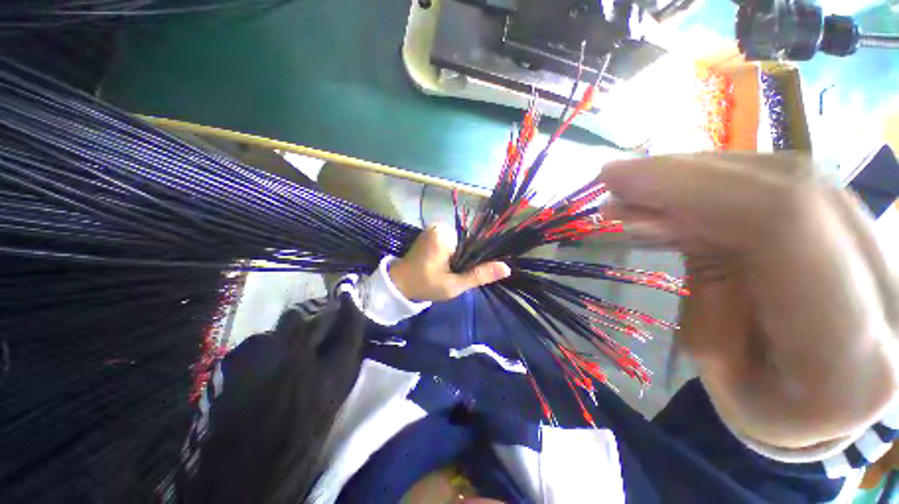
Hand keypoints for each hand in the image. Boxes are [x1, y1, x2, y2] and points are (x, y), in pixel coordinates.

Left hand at [389, 223, 510, 301]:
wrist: (399, 283)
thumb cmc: (425, 285)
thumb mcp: (454, 285)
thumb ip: (479, 275)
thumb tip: (506, 268)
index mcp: (445, 235)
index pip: (474, 243)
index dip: (476, 259)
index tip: (470, 272)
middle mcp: (440, 226)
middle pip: (467, 242)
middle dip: (466, 258)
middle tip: (456, 274)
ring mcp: (434, 227)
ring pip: (460, 242)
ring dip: (459, 255)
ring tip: (450, 270)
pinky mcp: (431, 232)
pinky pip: (451, 240)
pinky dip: (452, 252)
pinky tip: (446, 263)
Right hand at [600, 153, 898, 448]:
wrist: (832, 403)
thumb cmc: (770, 407)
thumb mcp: (720, 368)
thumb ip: (703, 286)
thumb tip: (653, 214)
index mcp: (852, 354)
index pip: (781, 227)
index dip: (690, 185)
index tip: (615, 179)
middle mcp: (888, 284)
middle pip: (784, 185)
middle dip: (684, 175)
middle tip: (617, 180)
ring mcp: (885, 245)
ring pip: (784, 175)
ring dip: (696, 178)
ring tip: (638, 192)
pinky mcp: (861, 226)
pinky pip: (786, 184)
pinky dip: (721, 184)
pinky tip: (680, 195)